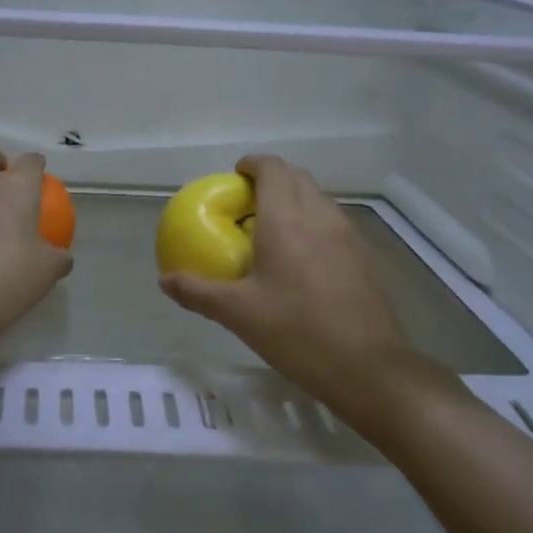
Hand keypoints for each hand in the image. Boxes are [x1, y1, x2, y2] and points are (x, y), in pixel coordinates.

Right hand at [159, 155, 465, 428]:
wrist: (367, 368)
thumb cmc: (296, 332)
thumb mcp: (238, 313)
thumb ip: (198, 292)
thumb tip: (165, 280)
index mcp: (286, 220)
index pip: (273, 169)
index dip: (253, 164)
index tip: (235, 177)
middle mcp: (320, 217)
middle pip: (298, 177)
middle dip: (272, 179)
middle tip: (247, 204)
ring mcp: (348, 236)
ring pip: (319, 199)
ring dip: (295, 201)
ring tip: (272, 231)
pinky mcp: (365, 258)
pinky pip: (334, 224)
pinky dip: (313, 224)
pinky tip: (301, 261)